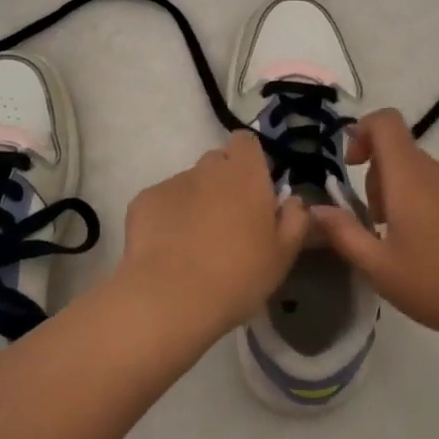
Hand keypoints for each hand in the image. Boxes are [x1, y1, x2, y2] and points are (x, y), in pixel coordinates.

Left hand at [119, 131, 309, 338]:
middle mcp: (207, 167)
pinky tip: (168, 249)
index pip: (246, 142)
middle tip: (229, 222)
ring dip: (195, 202)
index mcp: (245, 173)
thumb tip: (293, 201)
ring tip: (194, 243)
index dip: (250, 161)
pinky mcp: (143, 200)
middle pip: (217, 162)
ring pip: (189, 183)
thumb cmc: (239, 274)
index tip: (255, 189)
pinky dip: (167, 217)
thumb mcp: (284, 255)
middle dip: (223, 183)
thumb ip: (295, 220)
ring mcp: (172, 182)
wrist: (171, 297)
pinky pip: (162, 202)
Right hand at [311, 109, 438, 358]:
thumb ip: (344, 234)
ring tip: (411, 250)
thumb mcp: (381, 269)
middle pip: (401, 155)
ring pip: (427, 179)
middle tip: (378, 228)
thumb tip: (316, 209)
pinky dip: (438, 212)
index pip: (385, 122)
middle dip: (380, 181)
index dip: (363, 131)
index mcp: (409, 177)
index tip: (352, 165)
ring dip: (409, 200)